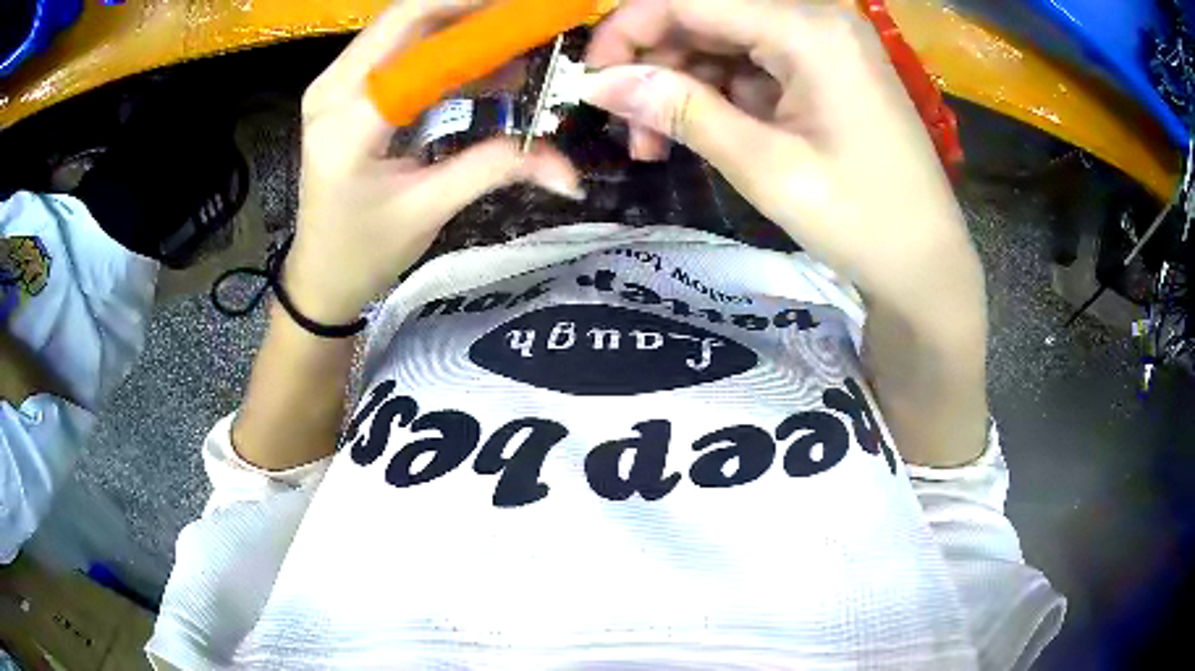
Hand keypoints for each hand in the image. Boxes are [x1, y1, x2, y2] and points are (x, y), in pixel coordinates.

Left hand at [286, 0, 582, 324]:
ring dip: (459, 27)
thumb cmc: (364, 252)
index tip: (531, 11)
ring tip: (516, 42)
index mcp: (349, 119)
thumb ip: (497, 169)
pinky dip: (441, 50)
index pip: (415, 32)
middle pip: (407, 17)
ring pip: (402, 29)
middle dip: (471, 10)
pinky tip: (483, 66)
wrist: (320, 277)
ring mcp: (333, 87)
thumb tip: (568, 170)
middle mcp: (332, 88)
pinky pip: (396, 52)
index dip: (477, 12)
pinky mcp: (342, 93)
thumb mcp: (431, 208)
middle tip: (526, 18)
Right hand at [583, 0, 982, 313]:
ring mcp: (824, 41)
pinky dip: (719, 94)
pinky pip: (753, 63)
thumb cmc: (861, 222)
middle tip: (630, 129)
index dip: (626, 31)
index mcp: (808, 28)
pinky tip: (704, 132)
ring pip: (724, 41)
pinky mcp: (826, 67)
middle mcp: (816, 17)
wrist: (927, 265)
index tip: (589, 80)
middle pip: (705, 16)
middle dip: (656, 66)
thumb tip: (598, 82)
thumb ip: (680, 110)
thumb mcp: (764, 166)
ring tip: (660, 144)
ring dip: (683, 85)